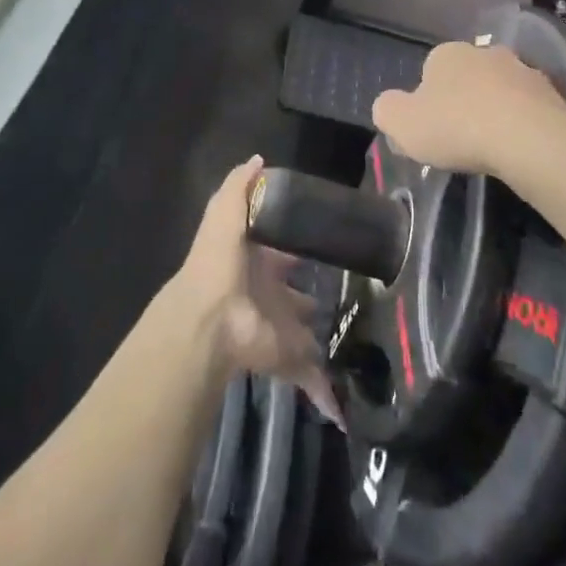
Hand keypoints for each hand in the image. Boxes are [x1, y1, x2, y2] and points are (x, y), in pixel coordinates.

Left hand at [175, 157, 340, 424]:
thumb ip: (240, 187)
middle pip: (292, 293)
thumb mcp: (225, 216)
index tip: (324, 238)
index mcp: (254, 263)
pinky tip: (345, 406)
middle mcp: (268, 294)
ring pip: (303, 331)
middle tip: (345, 285)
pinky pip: (311, 378)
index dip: (294, 244)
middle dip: (308, 293)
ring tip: (354, 327)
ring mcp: (278, 328)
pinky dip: (326, 394)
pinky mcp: (288, 357)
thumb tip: (258, 158)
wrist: (211, 323)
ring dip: (318, 334)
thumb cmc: (219, 264)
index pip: (278, 251)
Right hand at [373, 41, 565, 175]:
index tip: (430, 130)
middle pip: (466, 77)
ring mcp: (522, 69)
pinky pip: (528, 107)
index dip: (426, 102)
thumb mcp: (401, 124)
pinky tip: (518, 147)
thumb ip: (387, 110)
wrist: (529, 138)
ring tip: (491, 147)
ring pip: (499, 90)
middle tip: (459, 139)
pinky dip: (521, 122)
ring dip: (494, 110)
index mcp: (446, 54)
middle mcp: (484, 52)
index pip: (428, 72)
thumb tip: (389, 106)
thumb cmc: (457, 127)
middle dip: (462, 101)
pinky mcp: (552, 92)